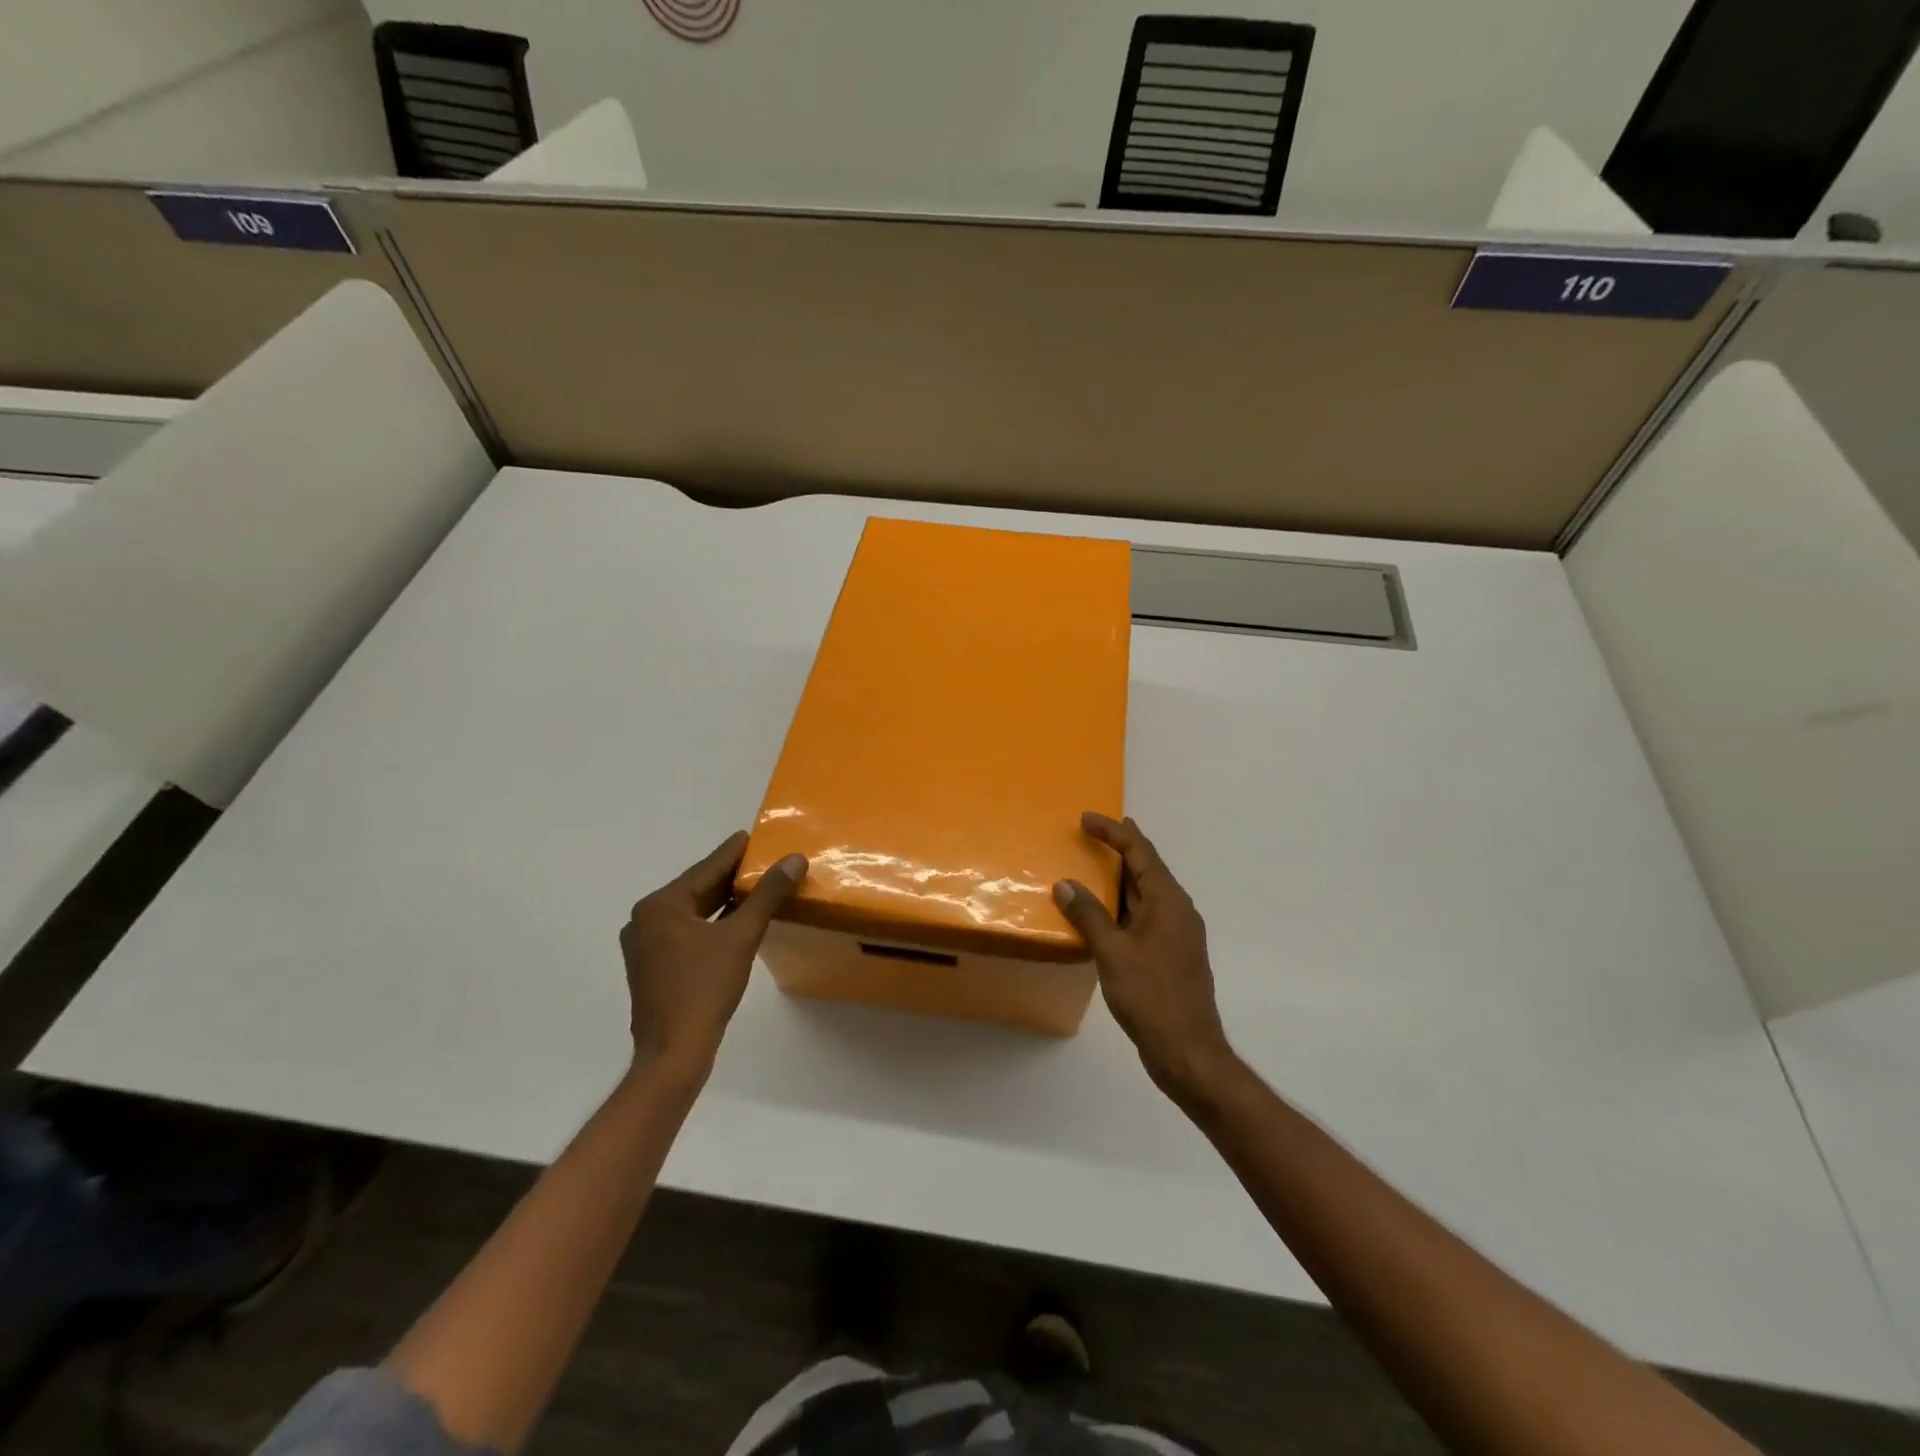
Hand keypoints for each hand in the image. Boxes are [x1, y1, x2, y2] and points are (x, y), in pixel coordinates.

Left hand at [619, 832, 807, 1077]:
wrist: (674, 1052)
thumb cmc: (705, 988)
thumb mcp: (742, 936)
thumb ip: (767, 895)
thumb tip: (794, 860)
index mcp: (661, 905)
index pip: (707, 868)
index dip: (735, 852)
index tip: (757, 836)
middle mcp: (646, 918)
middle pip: (698, 888)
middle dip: (733, 878)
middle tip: (766, 862)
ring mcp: (646, 944)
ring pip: (693, 912)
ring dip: (725, 902)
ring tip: (759, 888)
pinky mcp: (653, 966)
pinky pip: (687, 931)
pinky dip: (713, 923)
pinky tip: (738, 922)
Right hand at [1053, 813, 1237, 1101]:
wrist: (1188, 1051)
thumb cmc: (1151, 996)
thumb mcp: (1113, 953)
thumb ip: (1089, 915)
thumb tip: (1066, 884)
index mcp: (1168, 901)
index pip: (1140, 851)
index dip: (1113, 831)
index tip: (1086, 818)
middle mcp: (1178, 910)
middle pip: (1147, 868)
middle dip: (1118, 849)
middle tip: (1088, 835)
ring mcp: (1177, 933)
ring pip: (1146, 893)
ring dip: (1119, 879)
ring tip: (1090, 868)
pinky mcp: (1171, 954)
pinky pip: (1144, 915)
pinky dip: (1122, 906)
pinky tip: (1102, 916)